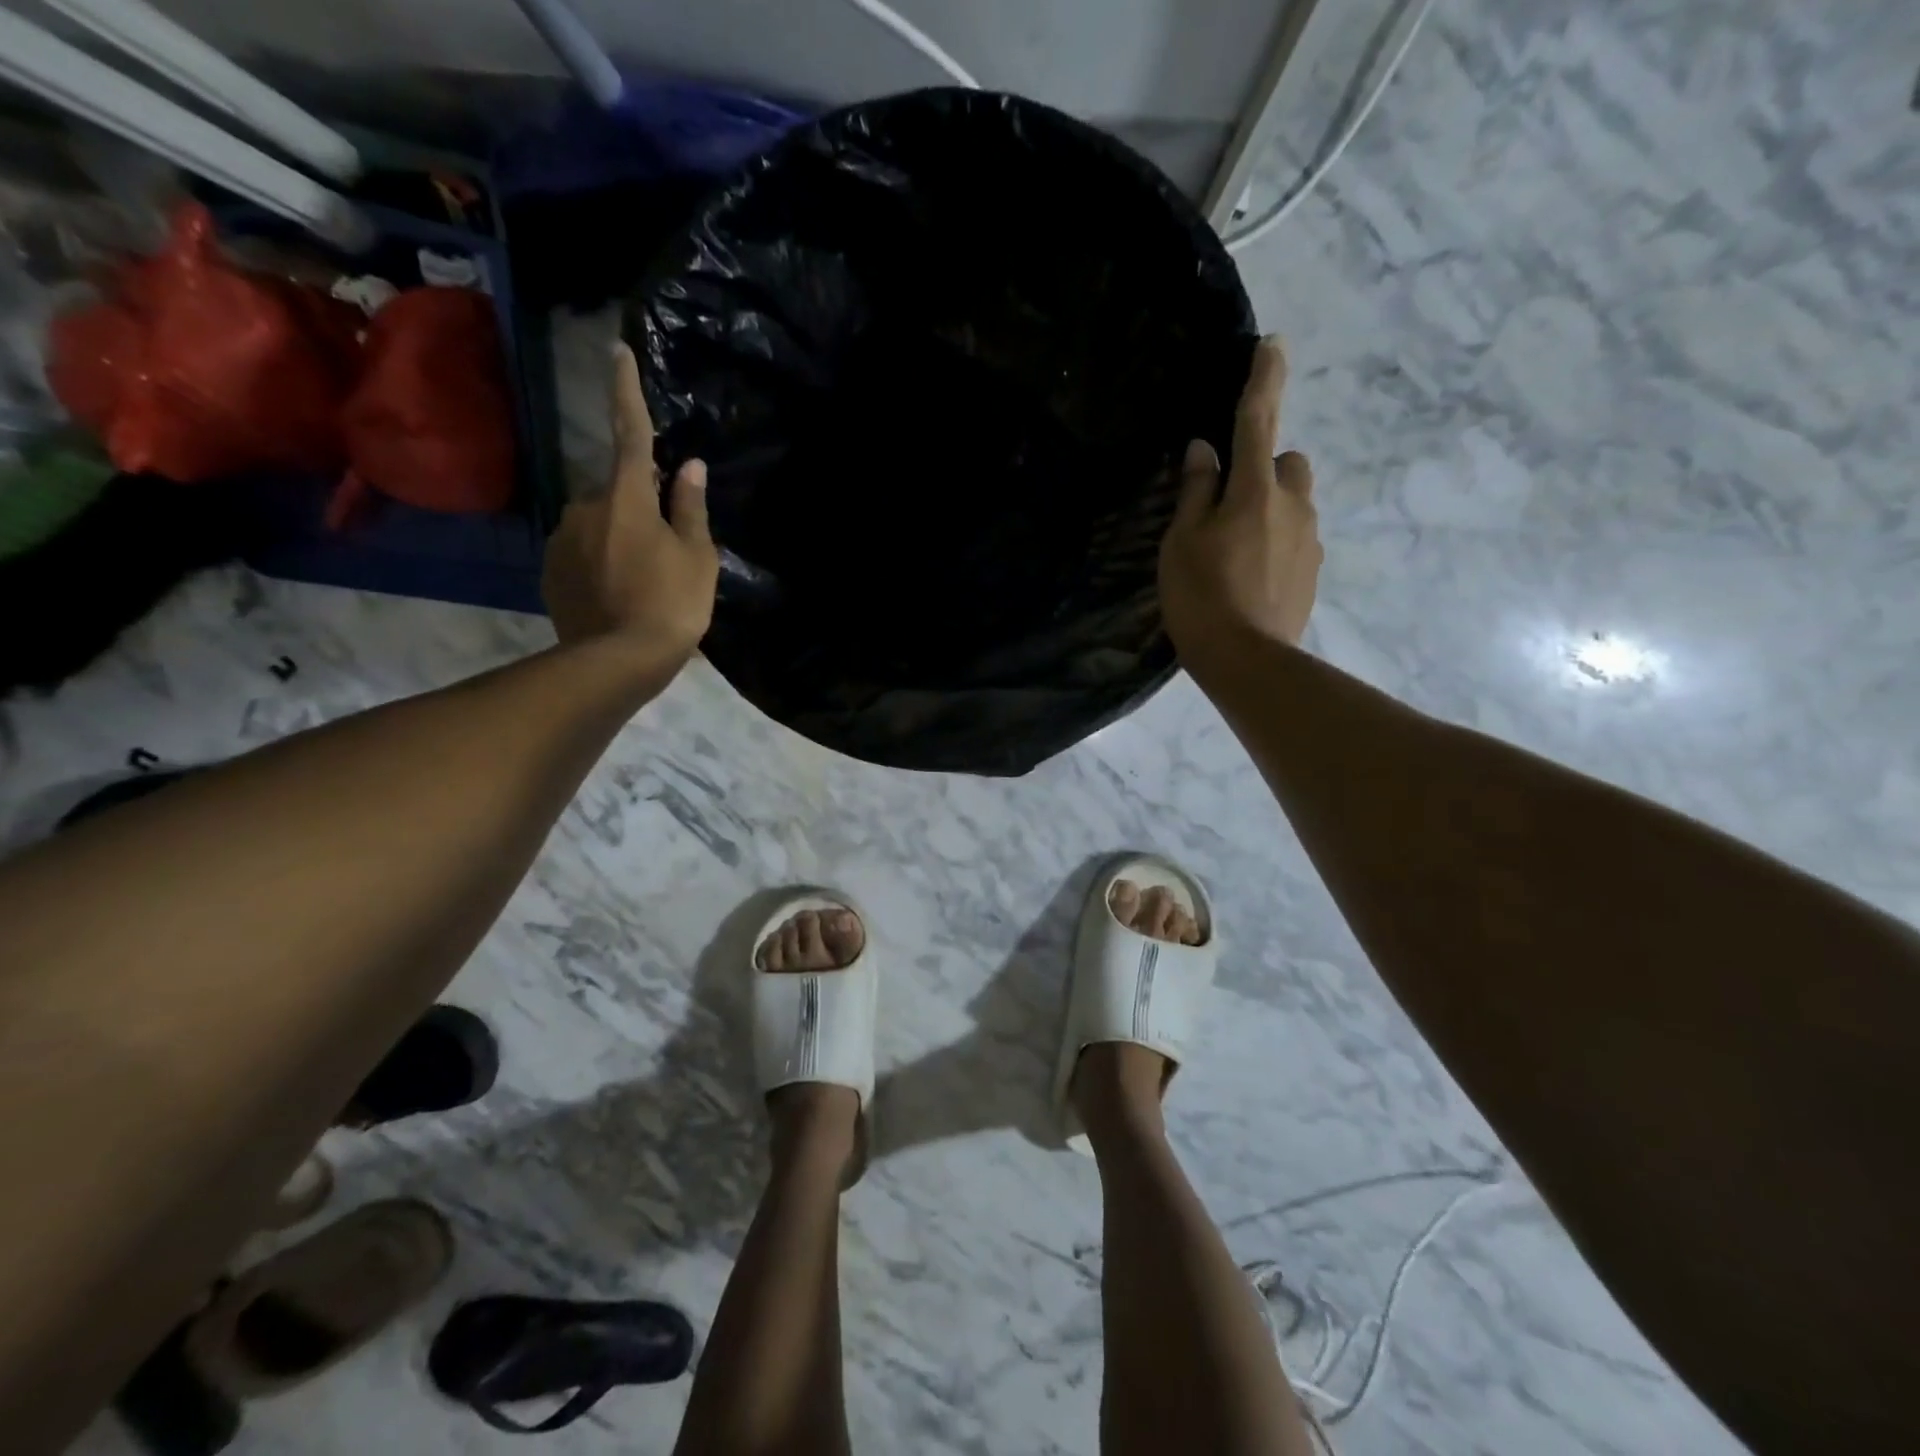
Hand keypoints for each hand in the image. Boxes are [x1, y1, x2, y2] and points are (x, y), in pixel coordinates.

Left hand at [543, 342, 717, 663]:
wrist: (618, 662)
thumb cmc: (671, 605)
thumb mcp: (698, 558)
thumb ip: (691, 508)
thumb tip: (691, 466)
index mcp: (627, 498)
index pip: (629, 433)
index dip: (625, 391)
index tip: (616, 350)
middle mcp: (585, 507)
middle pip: (617, 493)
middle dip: (638, 509)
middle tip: (664, 552)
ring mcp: (562, 539)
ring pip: (598, 524)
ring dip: (619, 540)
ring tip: (642, 583)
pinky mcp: (549, 570)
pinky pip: (581, 553)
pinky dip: (600, 564)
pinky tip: (619, 595)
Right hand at [1159, 335, 1321, 670]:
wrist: (1247, 660)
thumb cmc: (1202, 595)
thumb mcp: (1182, 540)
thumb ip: (1195, 491)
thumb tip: (1204, 451)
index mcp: (1255, 489)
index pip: (1258, 420)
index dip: (1264, 380)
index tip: (1273, 344)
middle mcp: (1293, 505)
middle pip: (1288, 463)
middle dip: (1265, 469)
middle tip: (1227, 504)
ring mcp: (1309, 540)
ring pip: (1294, 503)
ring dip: (1270, 509)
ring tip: (1234, 551)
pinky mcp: (1312, 572)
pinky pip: (1296, 539)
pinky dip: (1275, 543)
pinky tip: (1249, 578)